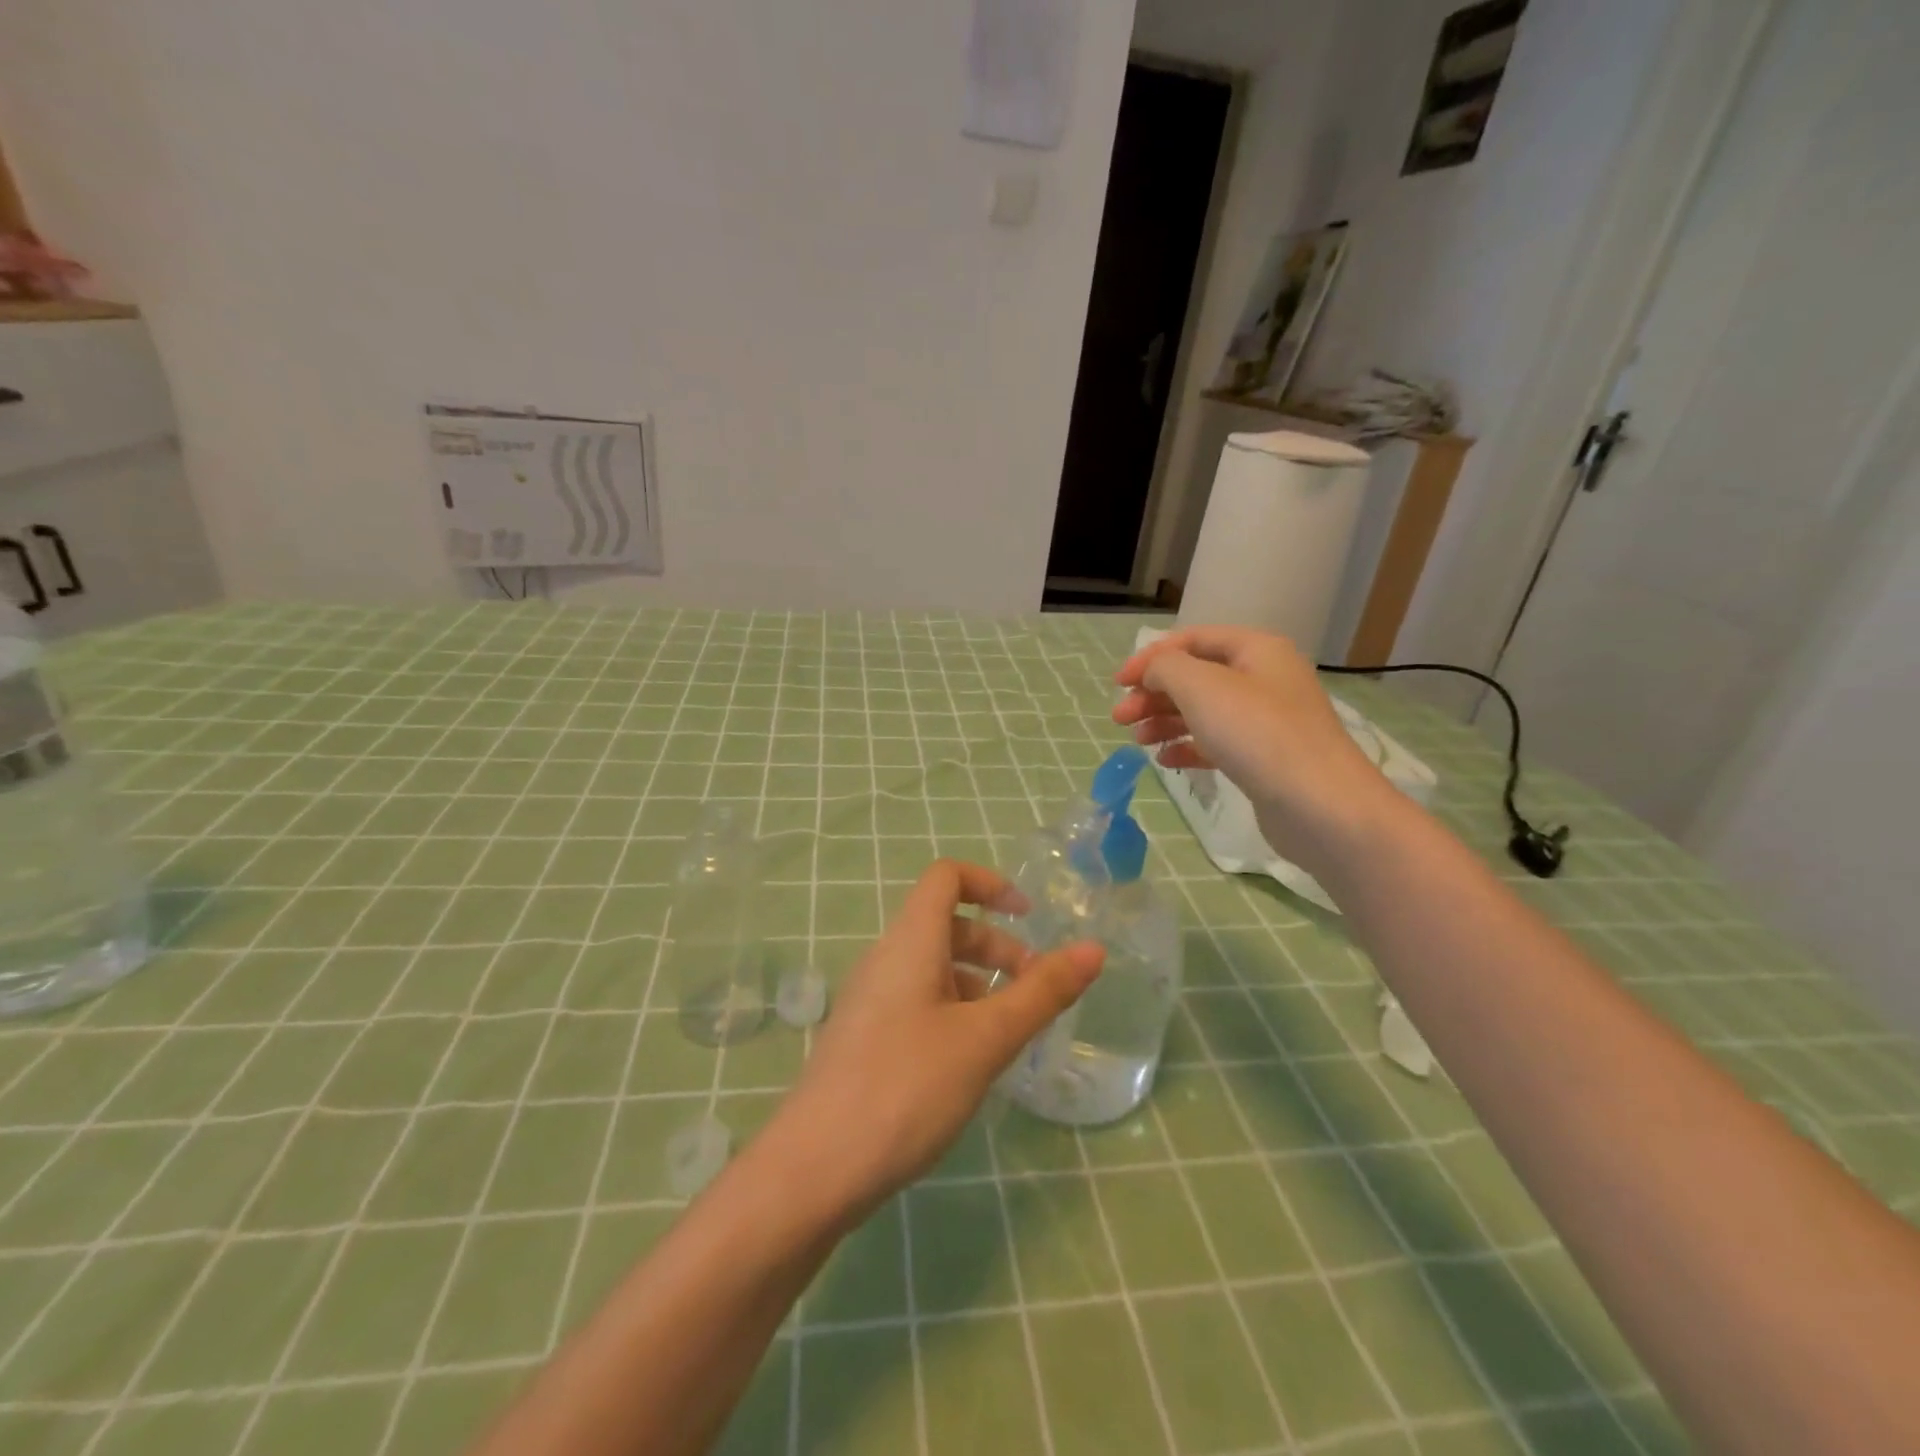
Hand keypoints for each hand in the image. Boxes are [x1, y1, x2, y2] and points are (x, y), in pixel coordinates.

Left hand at [766, 861, 1103, 1221]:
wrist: (814, 1170)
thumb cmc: (906, 1088)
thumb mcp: (986, 1039)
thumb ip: (1041, 993)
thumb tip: (1093, 949)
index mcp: (909, 942)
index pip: (946, 877)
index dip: (990, 883)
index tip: (1029, 918)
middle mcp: (885, 959)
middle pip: (945, 925)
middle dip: (996, 946)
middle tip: (1034, 991)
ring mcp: (869, 1000)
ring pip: (932, 968)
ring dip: (977, 983)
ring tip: (1009, 1032)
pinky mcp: (864, 1039)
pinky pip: (917, 1002)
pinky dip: (953, 1012)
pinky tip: (970, 1062)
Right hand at [1113, 626, 1399, 873]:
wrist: (1320, 805)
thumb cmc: (1257, 734)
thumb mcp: (1201, 687)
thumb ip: (1165, 668)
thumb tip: (1152, 671)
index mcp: (1256, 650)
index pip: (1192, 640)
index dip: (1151, 657)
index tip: (1117, 684)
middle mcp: (1263, 678)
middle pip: (1195, 677)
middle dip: (1153, 694)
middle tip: (1119, 718)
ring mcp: (1266, 721)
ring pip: (1203, 711)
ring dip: (1165, 721)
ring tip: (1138, 741)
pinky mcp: (1264, 758)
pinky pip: (1216, 743)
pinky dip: (1187, 747)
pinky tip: (1165, 761)